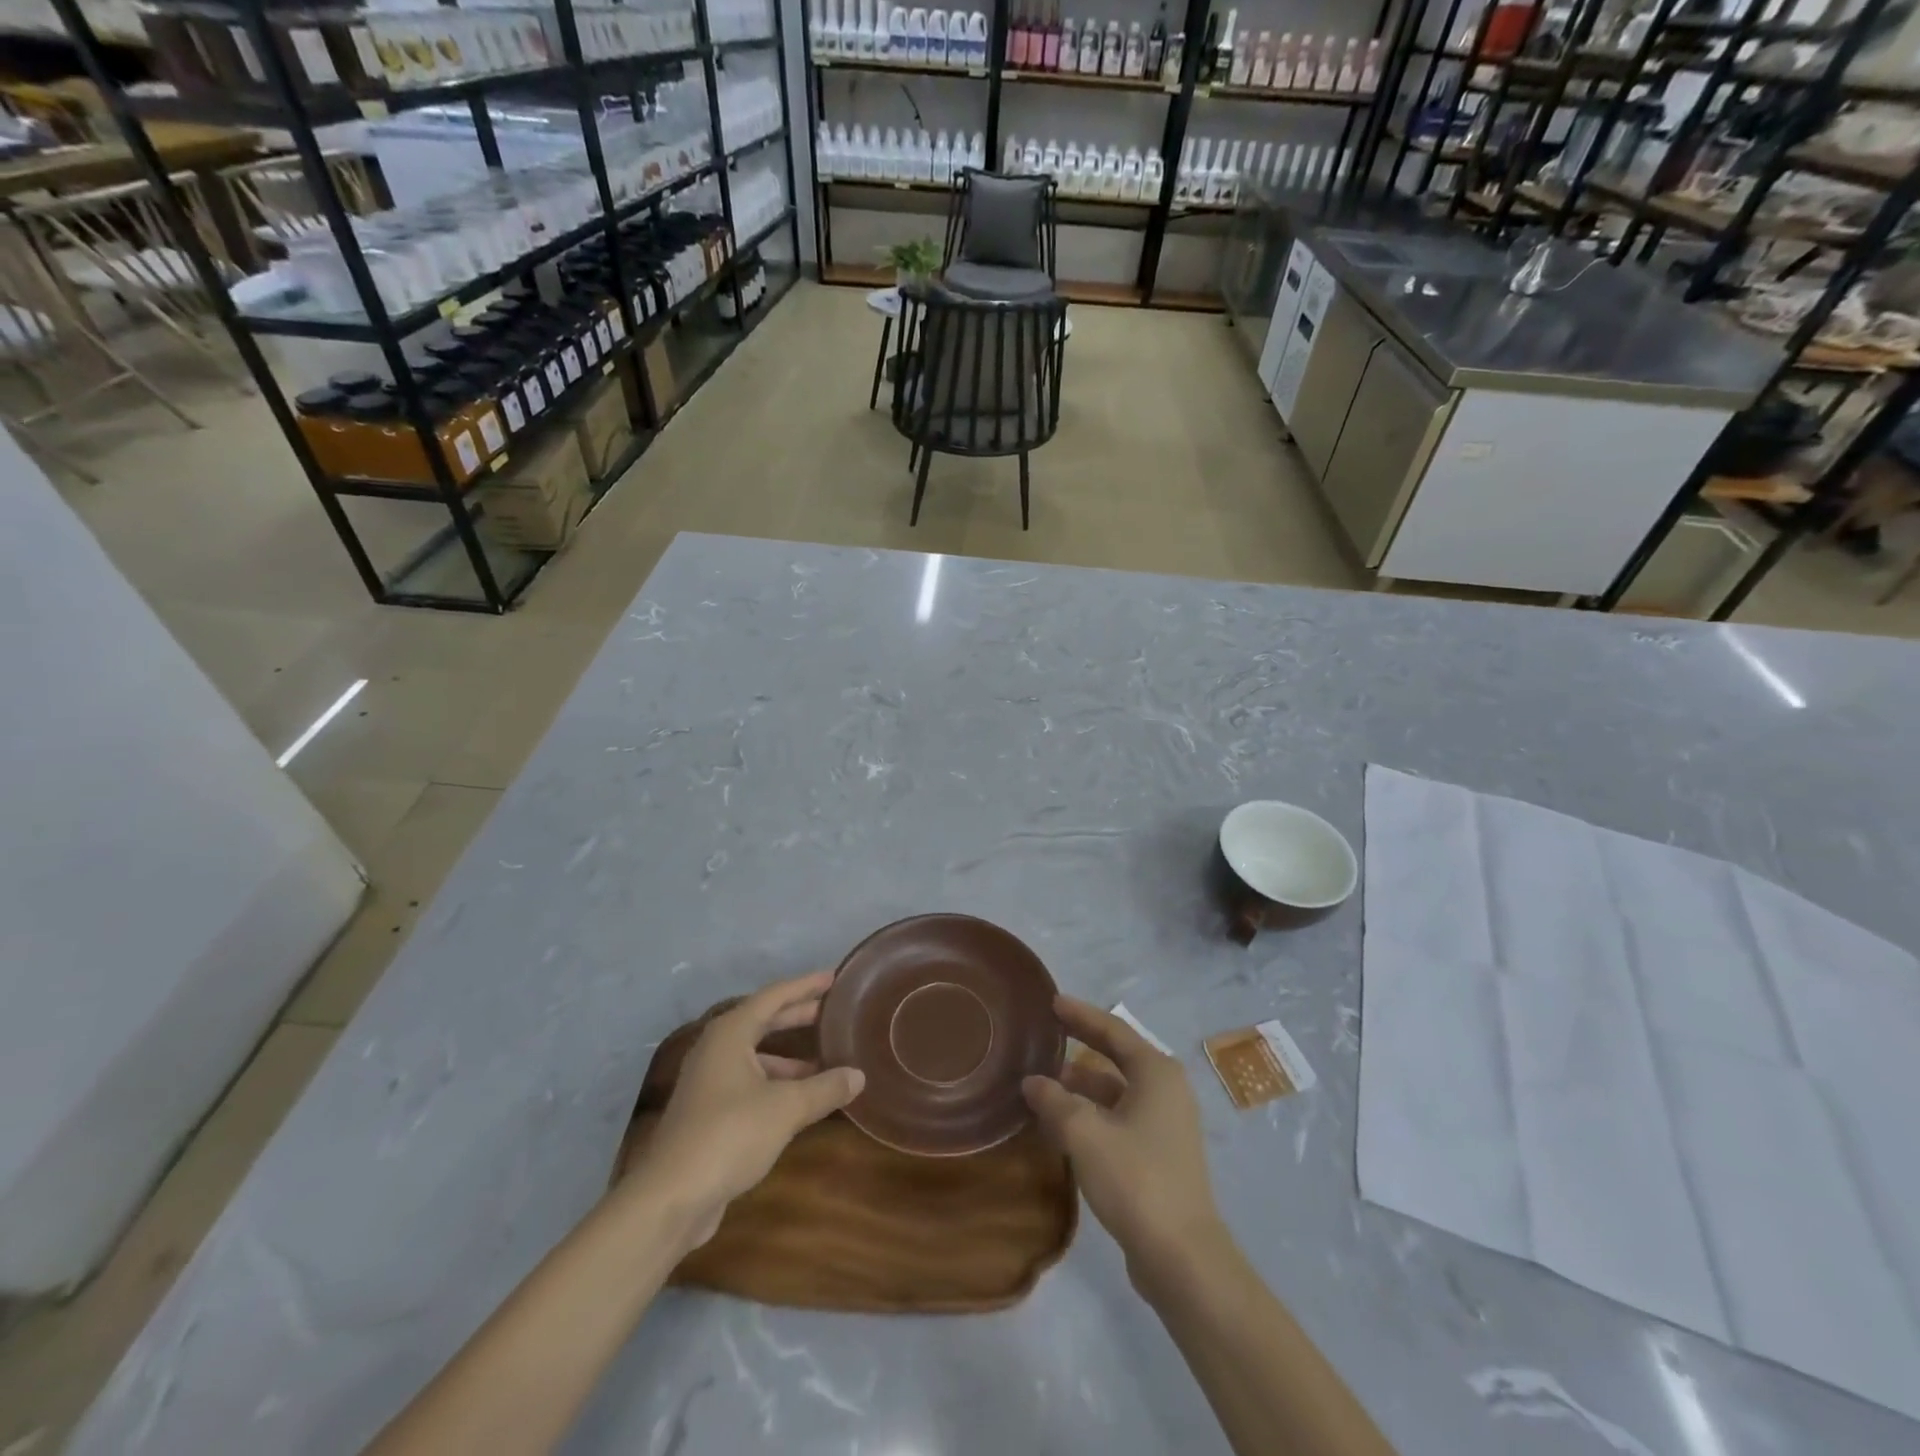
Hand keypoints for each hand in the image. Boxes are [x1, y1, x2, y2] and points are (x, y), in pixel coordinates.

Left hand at [629, 970, 863, 1251]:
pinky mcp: (707, 1112)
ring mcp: (709, 1081)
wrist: (671, 1197)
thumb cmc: (729, 1135)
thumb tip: (858, 1075)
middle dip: (797, 1016)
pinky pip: (749, 1081)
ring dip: (788, 1057)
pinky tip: (799, 1100)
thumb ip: (825, 1088)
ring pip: (755, 1055)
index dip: (805, 986)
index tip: (833, 978)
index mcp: (730, 1033)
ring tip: (824, 1062)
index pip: (774, 996)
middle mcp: (716, 1049)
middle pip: (762, 1021)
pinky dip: (775, 1082)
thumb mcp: (787, 1108)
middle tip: (831, 1012)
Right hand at [1023, 996, 1223, 1285]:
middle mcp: (1166, 1090)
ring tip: (1042, 1083)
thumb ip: (1055, 1101)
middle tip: (1046, 1034)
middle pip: (1116, 1057)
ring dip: (1081, 1087)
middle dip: (1081, 1046)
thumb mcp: (1084, 1133)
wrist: (1182, 1257)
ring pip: (1116, 1092)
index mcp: (1156, 1072)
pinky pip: (1119, 1118)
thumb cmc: (1135, 1179)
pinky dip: (1091, 1114)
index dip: (1081, 1015)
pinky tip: (1061, 1124)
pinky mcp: (1159, 1155)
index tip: (1052, 1002)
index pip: (1113, 1030)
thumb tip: (1032, 1082)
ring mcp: (1166, 1125)